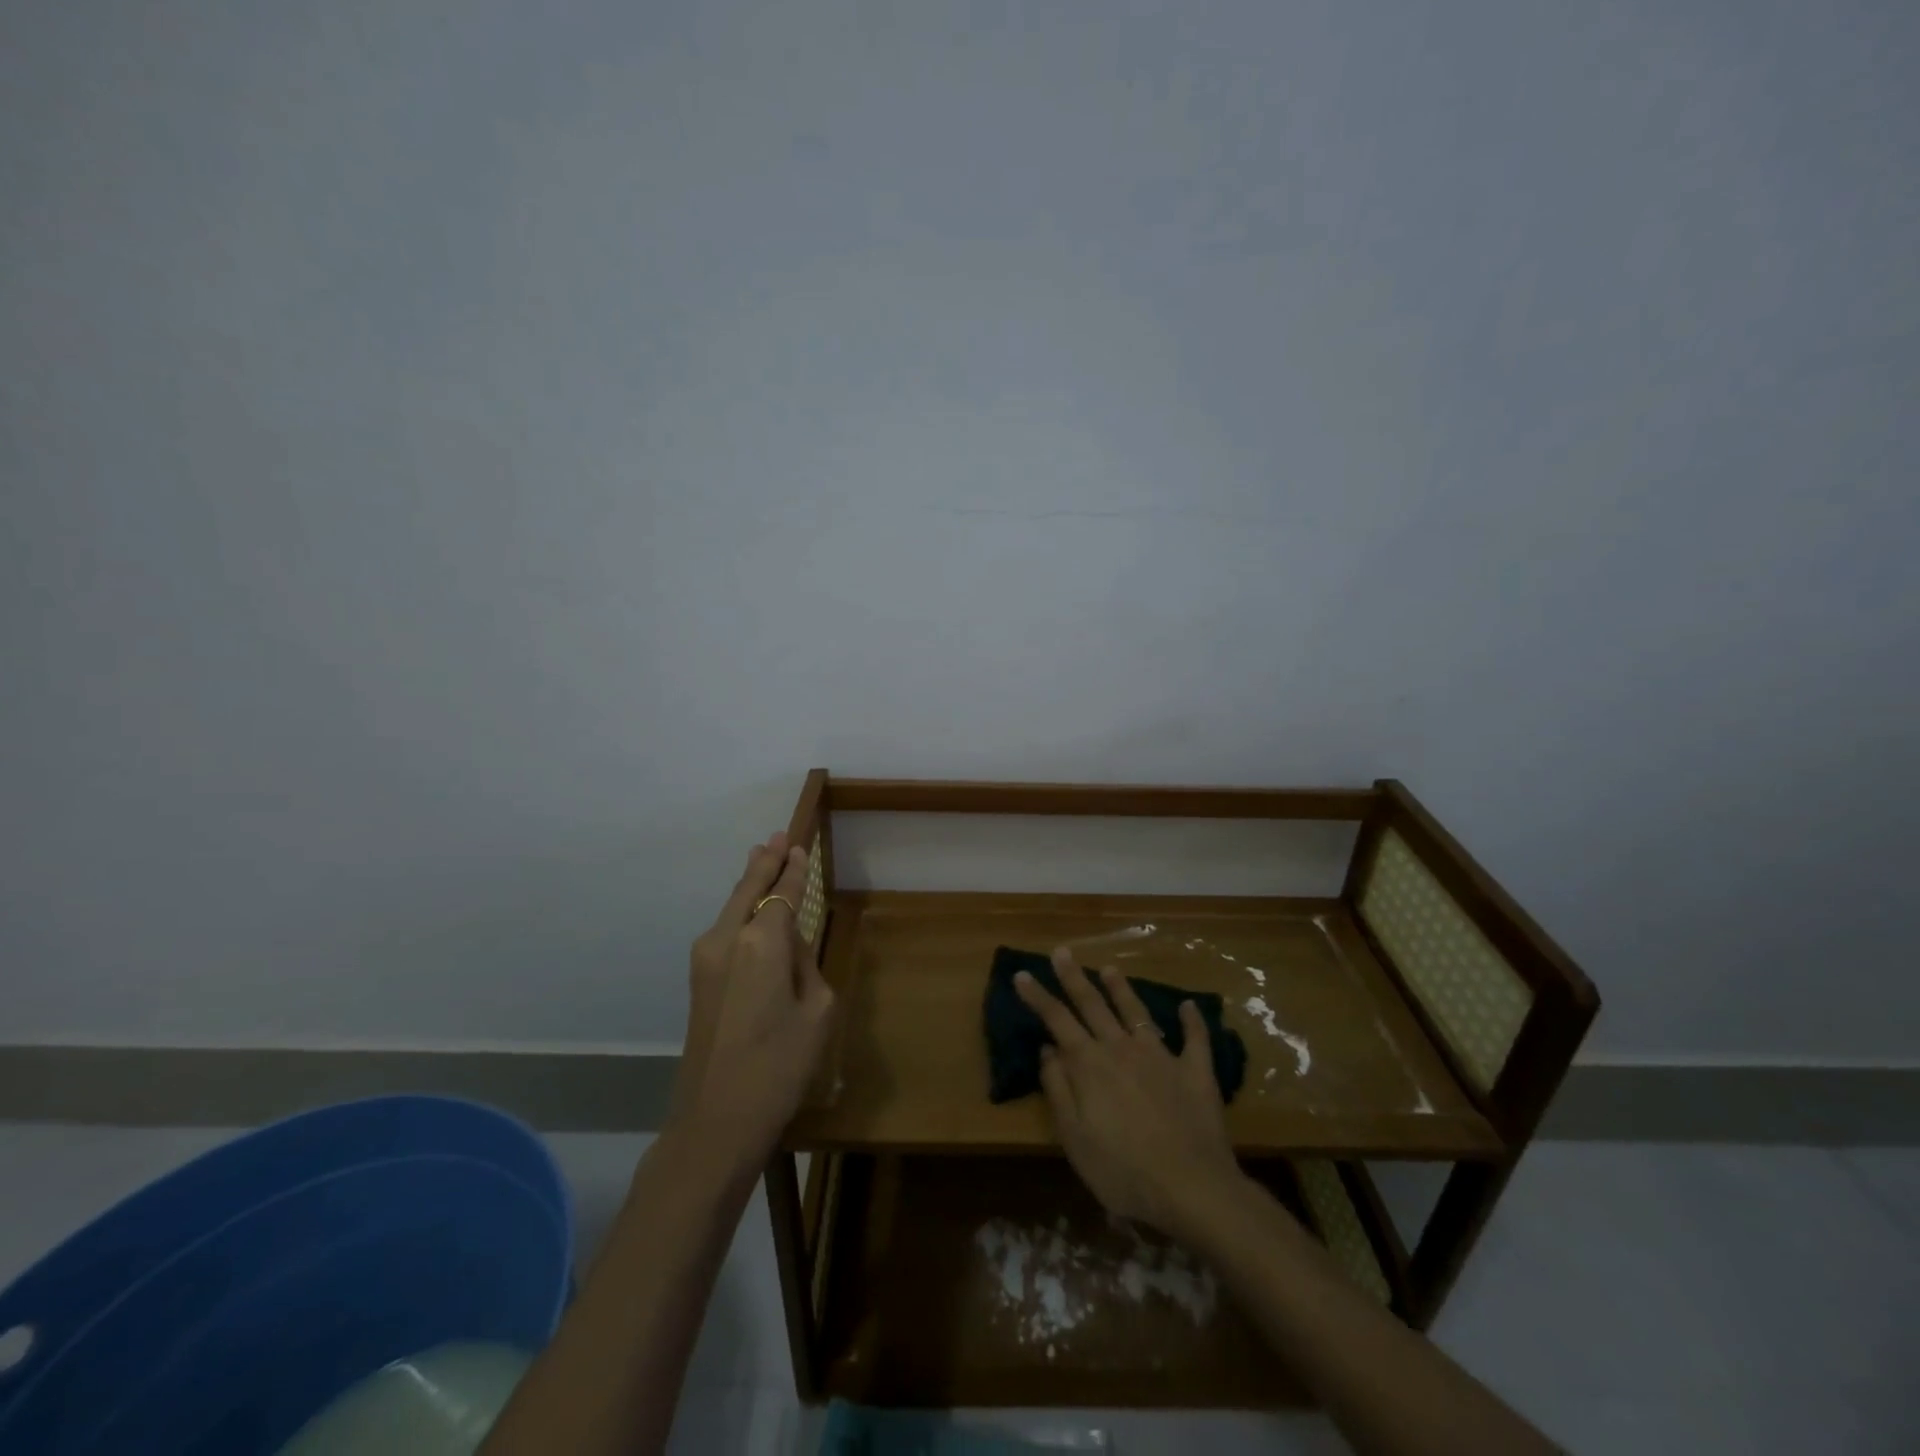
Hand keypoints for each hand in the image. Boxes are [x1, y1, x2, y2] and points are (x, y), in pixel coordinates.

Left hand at [669, 833, 835, 1173]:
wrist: (714, 1120)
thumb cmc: (779, 1065)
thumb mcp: (816, 1011)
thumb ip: (804, 965)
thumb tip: (786, 946)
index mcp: (759, 941)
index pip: (781, 893)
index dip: (793, 870)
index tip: (799, 845)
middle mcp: (726, 939)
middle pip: (747, 889)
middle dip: (764, 863)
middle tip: (776, 837)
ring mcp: (705, 959)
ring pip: (732, 907)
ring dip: (749, 883)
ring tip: (761, 858)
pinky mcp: (698, 980)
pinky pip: (724, 930)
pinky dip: (739, 908)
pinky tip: (748, 906)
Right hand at [1015, 949, 1245, 1236]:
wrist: (1192, 1188)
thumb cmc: (1123, 1171)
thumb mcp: (1075, 1138)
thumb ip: (1059, 1090)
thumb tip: (1048, 1049)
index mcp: (1090, 1065)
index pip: (1057, 1021)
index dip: (1038, 996)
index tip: (1022, 974)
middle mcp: (1122, 1049)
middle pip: (1093, 1005)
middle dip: (1074, 977)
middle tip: (1062, 951)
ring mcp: (1161, 1057)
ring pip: (1137, 1013)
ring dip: (1122, 989)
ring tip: (1110, 968)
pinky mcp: (1195, 1072)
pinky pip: (1195, 1040)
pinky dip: (1193, 1021)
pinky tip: (1190, 1006)